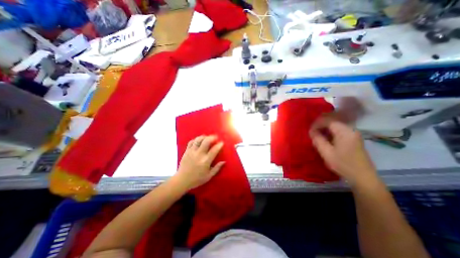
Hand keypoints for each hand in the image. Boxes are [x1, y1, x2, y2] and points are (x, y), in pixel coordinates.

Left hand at [176, 136, 225, 189]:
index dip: (219, 145)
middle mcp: (199, 154)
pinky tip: (199, 140)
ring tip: (207, 137)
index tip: (222, 143)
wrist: (182, 180)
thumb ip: (217, 168)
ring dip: (204, 137)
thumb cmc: (197, 179)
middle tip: (215, 137)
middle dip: (212, 137)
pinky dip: (196, 139)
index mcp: (205, 161)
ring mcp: (192, 152)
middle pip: (206, 141)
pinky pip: (191, 142)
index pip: (214, 150)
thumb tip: (224, 162)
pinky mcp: (186, 151)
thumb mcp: (209, 176)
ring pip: (198, 140)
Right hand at [309, 117, 376, 185]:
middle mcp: (350, 129)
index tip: (309, 131)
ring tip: (317, 135)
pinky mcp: (353, 138)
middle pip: (332, 121)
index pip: (328, 121)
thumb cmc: (343, 164)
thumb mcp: (326, 152)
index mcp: (344, 132)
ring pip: (335, 125)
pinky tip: (325, 138)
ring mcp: (353, 133)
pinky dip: (330, 132)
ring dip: (324, 128)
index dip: (317, 124)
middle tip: (312, 132)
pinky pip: (338, 130)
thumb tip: (311, 131)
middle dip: (320, 125)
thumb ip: (317, 139)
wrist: (363, 177)